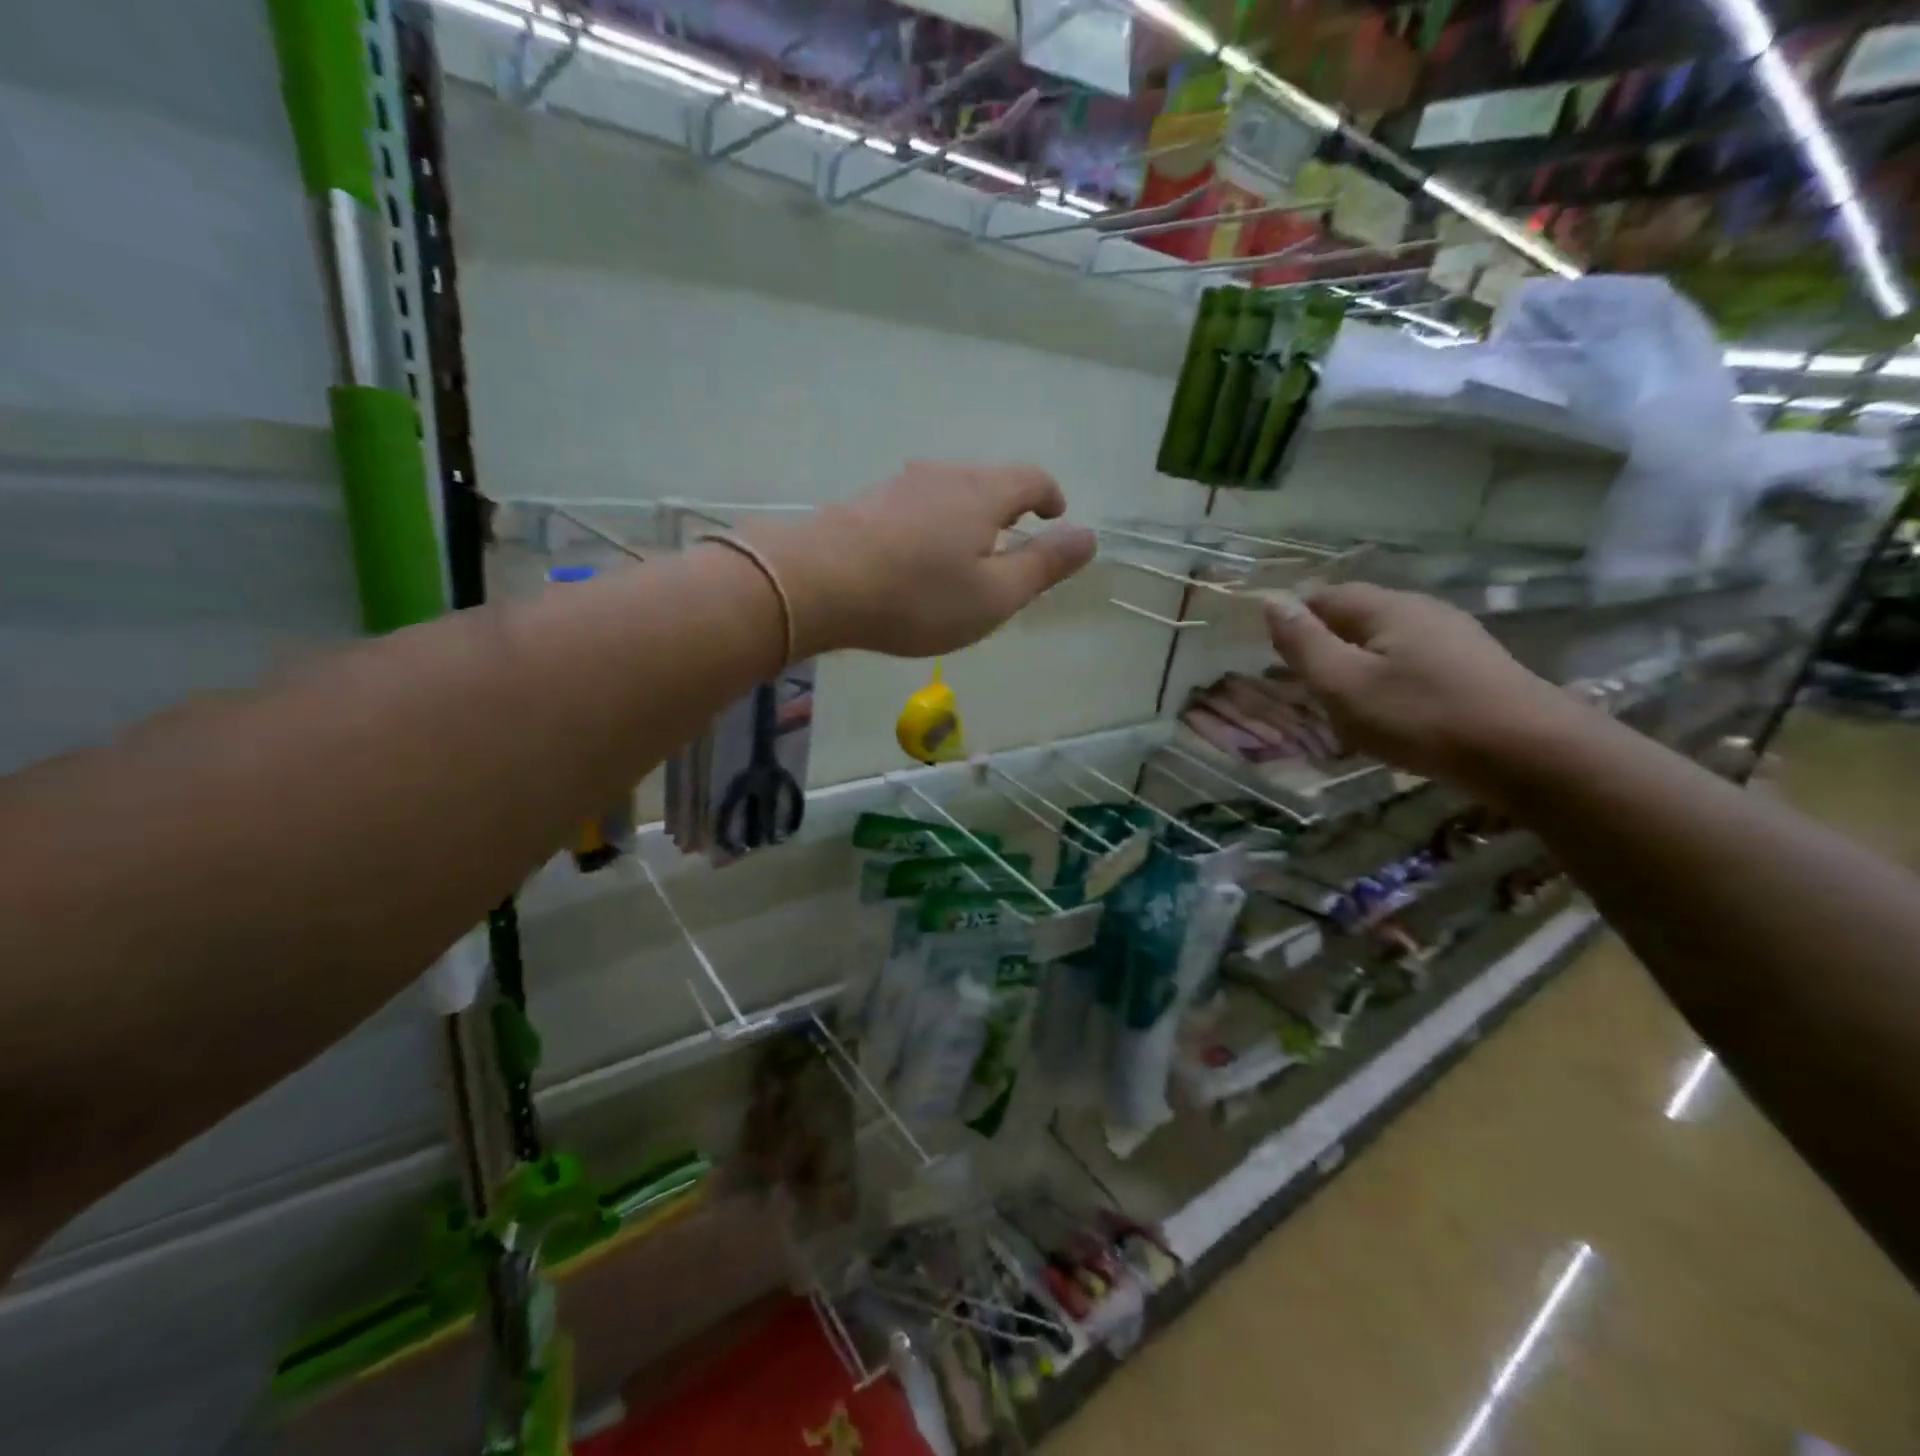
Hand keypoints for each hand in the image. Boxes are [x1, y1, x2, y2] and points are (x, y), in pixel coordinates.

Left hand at [752, 463, 1096, 657]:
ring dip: (968, 516)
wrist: (817, 583)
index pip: (1031, 479)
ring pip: (949, 492)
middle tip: (1014, 542)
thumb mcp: (994, 595)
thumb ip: (1043, 566)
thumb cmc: (918, 596)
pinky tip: (919, 556)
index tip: (1056, 516)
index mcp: (984, 493)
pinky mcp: (866, 503)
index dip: (1050, 497)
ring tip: (968, 552)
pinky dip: (933, 525)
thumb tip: (1088, 537)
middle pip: (989, 481)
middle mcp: (943, 475)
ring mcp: (899, 485)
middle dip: (1009, 507)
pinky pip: (916, 506)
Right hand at [1262, 583, 1589, 789]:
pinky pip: (1410, 664)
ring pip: (1384, 642)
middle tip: (1300, 684)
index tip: (1272, 654)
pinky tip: (1386, 713)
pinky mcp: (1472, 668)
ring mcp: (1453, 638)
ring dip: (1354, 665)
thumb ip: (1304, 644)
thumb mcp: (1344, 684)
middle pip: (1357, 617)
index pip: (1325, 596)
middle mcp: (1422, 610)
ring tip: (1338, 703)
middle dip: (1323, 644)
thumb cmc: (1421, 717)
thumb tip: (1272, 601)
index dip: (1294, 619)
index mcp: (1387, 607)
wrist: (1529, 753)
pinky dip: (1385, 681)